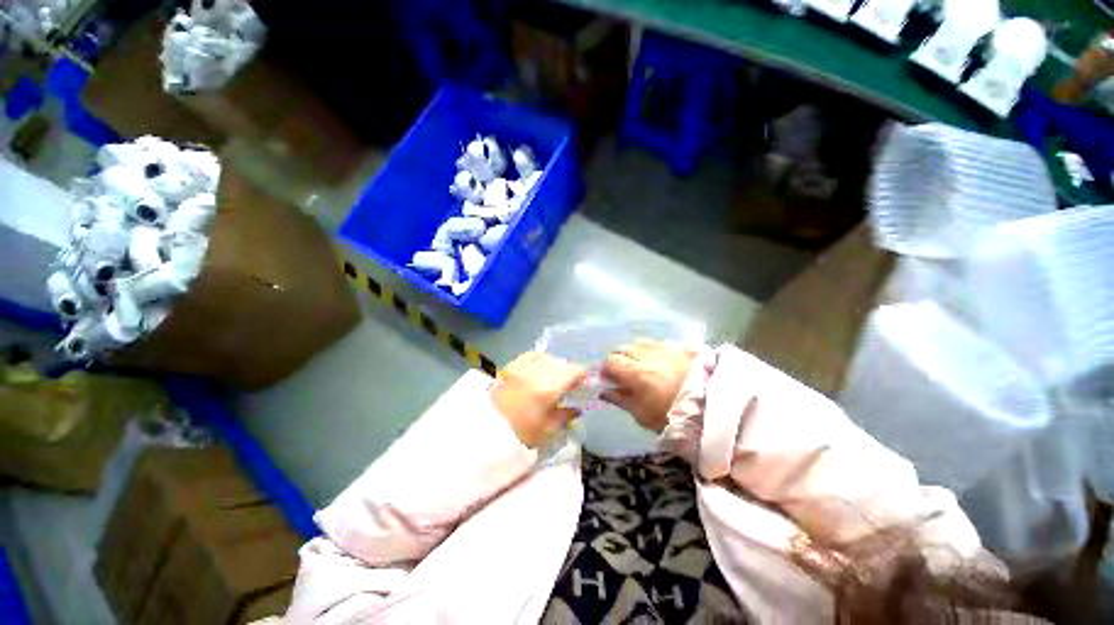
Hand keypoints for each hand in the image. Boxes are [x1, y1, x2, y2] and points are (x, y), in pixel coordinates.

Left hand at [491, 352, 586, 447]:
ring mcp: (523, 366)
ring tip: (553, 376)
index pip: (574, 371)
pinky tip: (540, 368)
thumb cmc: (521, 434)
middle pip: (562, 363)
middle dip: (569, 371)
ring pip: (547, 357)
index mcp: (550, 388)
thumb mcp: (548, 430)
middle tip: (569, 383)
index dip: (583, 375)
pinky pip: (531, 355)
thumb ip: (566, 416)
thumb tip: (578, 408)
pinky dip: (539, 359)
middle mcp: (538, 372)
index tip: (584, 382)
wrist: (486, 431)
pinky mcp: (511, 365)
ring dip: (555, 364)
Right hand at [602, 340, 696, 433]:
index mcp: (634, 372)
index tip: (610, 379)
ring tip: (643, 365)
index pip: (610, 361)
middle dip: (619, 359)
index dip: (607, 369)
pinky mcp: (680, 346)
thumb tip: (604, 392)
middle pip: (623, 348)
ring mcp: (664, 347)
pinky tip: (661, 361)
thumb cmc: (672, 415)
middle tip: (624, 373)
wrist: (713, 407)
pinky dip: (654, 350)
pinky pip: (659, 343)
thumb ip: (621, 400)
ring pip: (640, 343)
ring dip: (636, 352)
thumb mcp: (642, 414)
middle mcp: (646, 354)